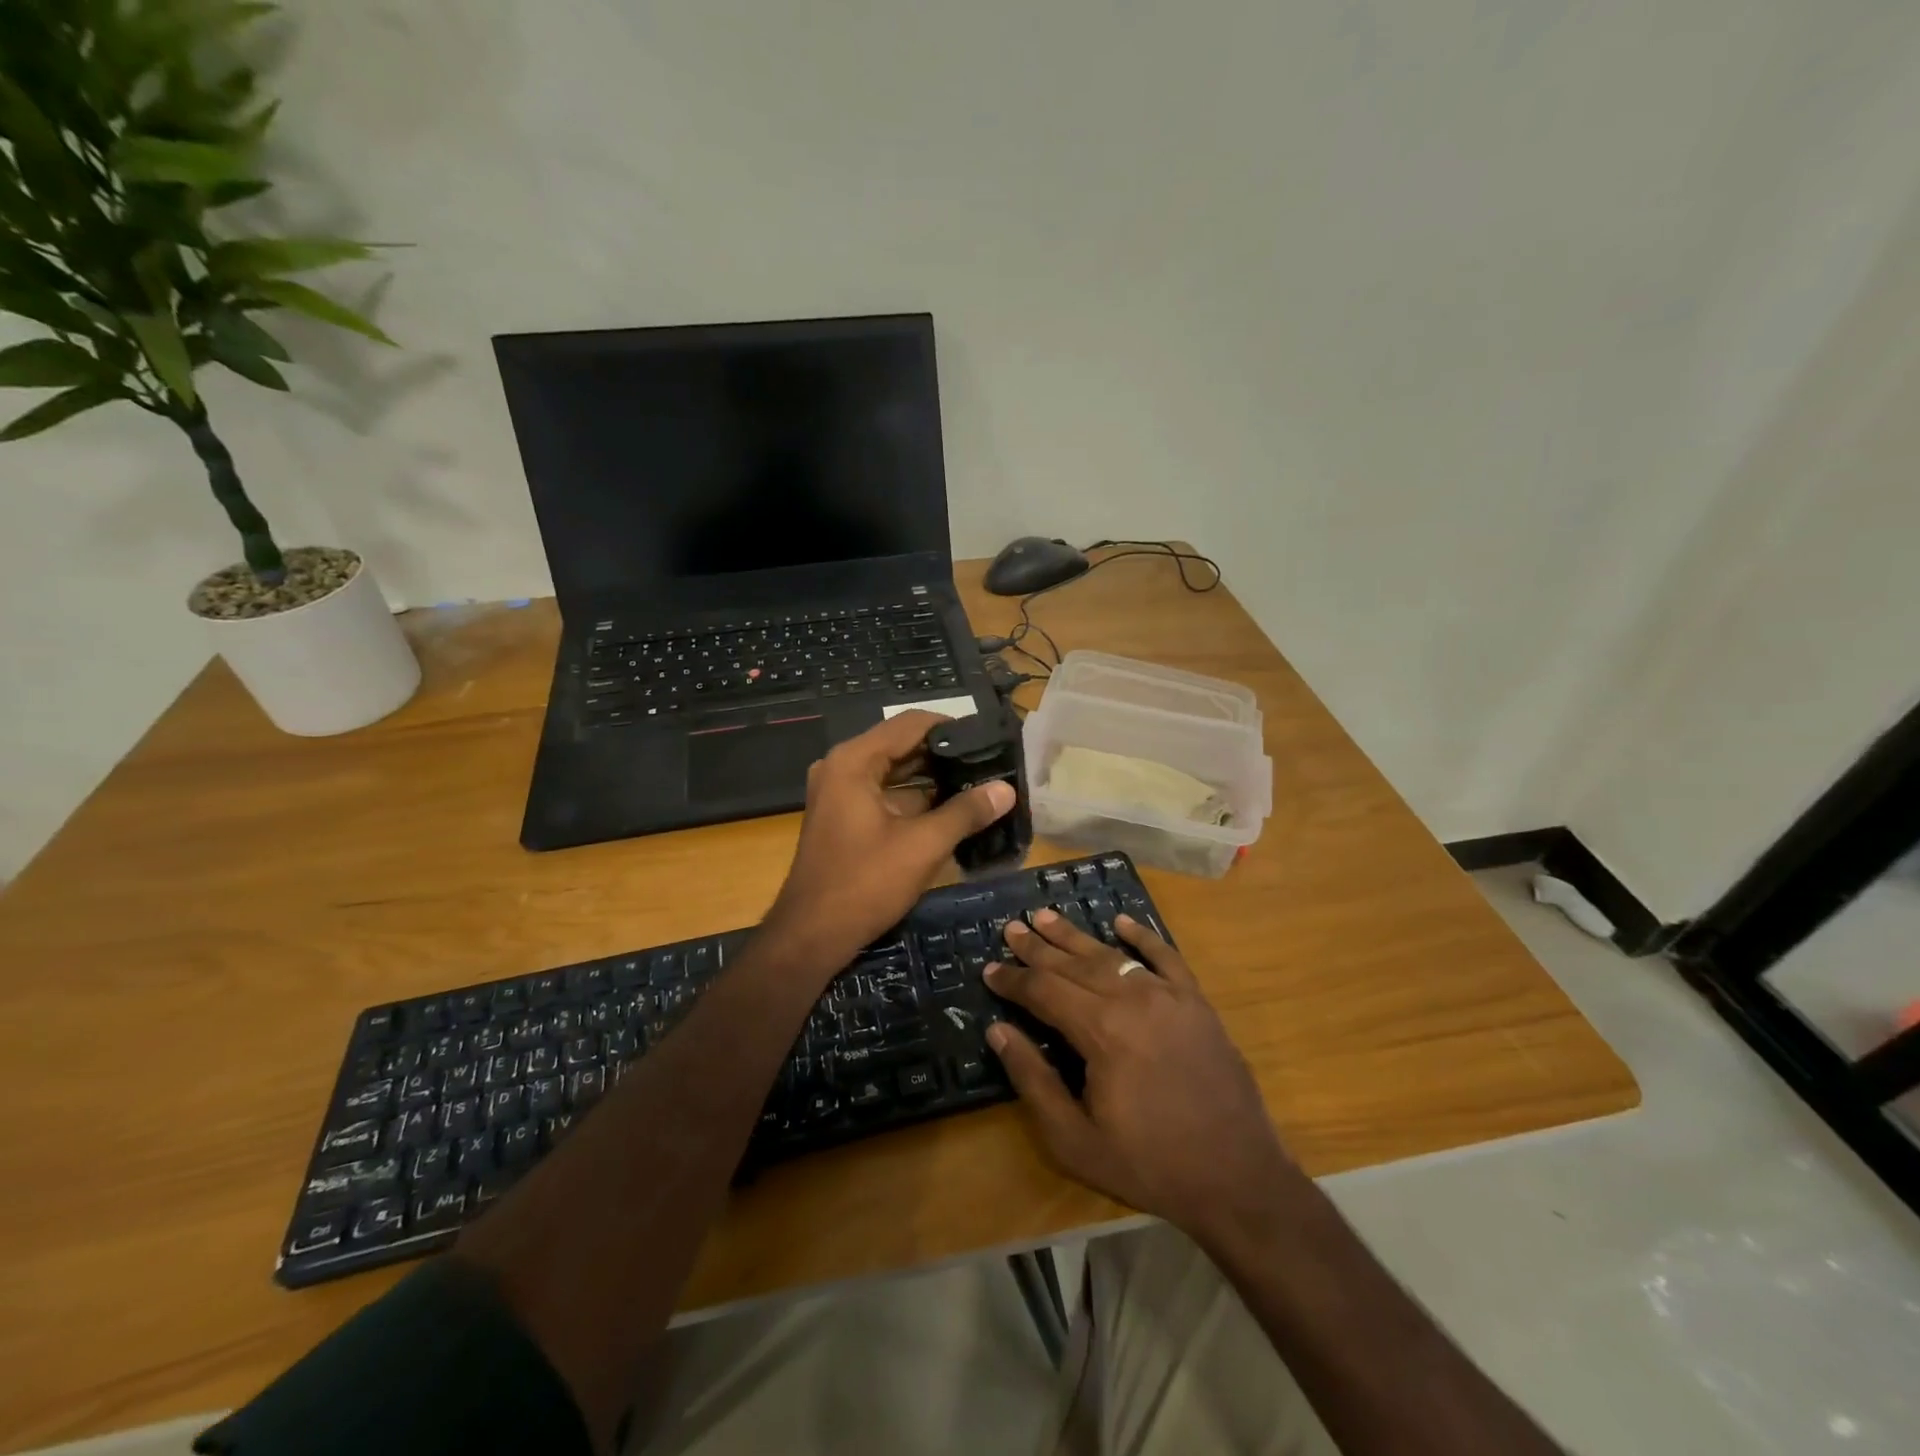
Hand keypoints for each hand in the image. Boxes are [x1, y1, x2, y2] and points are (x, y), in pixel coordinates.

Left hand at [762, 711, 1014, 980]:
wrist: (811, 935)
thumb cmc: (865, 883)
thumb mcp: (922, 846)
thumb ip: (965, 812)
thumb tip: (1006, 789)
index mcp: (854, 761)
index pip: (911, 724)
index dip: (953, 728)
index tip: (990, 740)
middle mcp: (843, 767)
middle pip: (902, 746)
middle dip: (946, 755)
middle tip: (992, 764)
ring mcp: (840, 792)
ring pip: (896, 773)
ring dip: (933, 780)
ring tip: (980, 785)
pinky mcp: (844, 817)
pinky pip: (885, 795)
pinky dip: (916, 800)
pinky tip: (953, 811)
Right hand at [985, 910, 1301, 1244]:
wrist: (1237, 1177)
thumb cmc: (1149, 1164)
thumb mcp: (1075, 1140)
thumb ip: (1034, 1080)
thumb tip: (999, 1031)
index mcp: (1101, 1031)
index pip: (1044, 991)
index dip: (1013, 980)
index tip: (989, 970)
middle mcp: (1132, 1000)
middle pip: (1074, 965)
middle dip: (1038, 948)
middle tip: (1011, 928)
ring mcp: (1169, 996)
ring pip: (1112, 956)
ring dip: (1076, 936)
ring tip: (1047, 917)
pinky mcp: (1197, 1003)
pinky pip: (1166, 957)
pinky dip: (1143, 936)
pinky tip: (1122, 922)